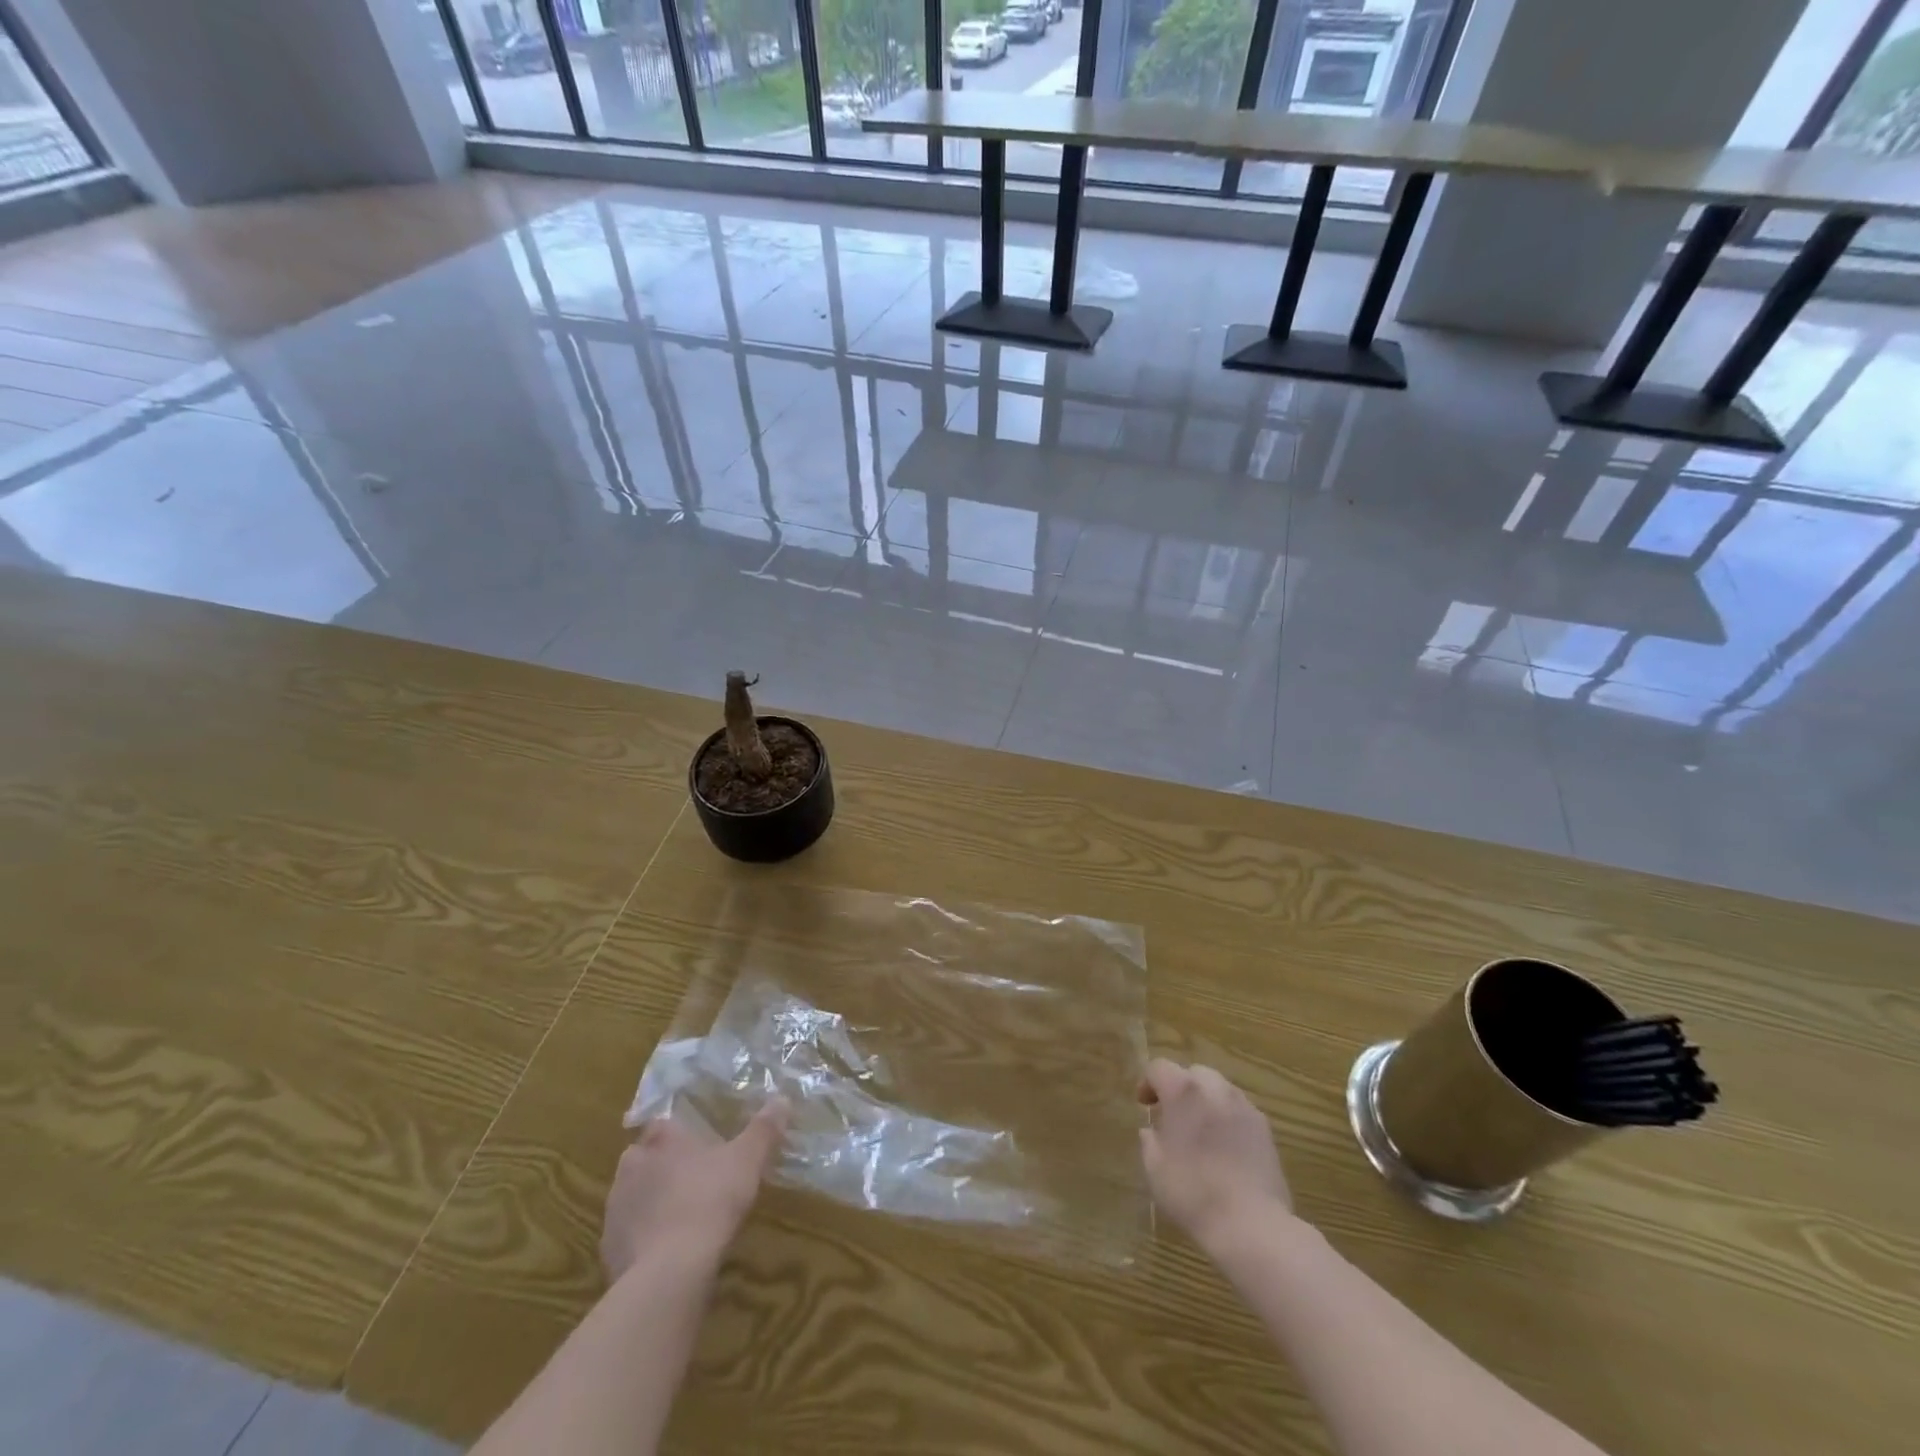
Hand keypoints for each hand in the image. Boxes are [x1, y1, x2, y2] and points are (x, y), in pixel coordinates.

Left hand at [601, 1100, 788, 1282]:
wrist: (669, 1271)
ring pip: (632, 1195)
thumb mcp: (748, 1161)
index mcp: (662, 1140)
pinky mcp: (609, 1248)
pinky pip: (627, 1233)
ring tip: (680, 1215)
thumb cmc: (710, 1200)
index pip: (661, 1123)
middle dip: (661, 1165)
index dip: (676, 1132)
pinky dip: (642, 1236)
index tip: (692, 1141)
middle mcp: (632, 1165)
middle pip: (643, 1157)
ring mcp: (616, 1208)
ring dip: (650, 1200)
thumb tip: (782, 1099)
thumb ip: (764, 1130)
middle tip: (690, 1178)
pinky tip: (665, 1250)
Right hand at [1139, 1059, 1291, 1251]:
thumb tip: (1152, 1131)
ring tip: (1200, 1132)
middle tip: (1172, 1116)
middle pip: (1193, 1073)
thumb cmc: (1193, 1193)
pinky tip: (1225, 1149)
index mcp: (1184, 1091)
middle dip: (1180, 1088)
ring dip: (1206, 1102)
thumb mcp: (1155, 1169)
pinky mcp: (1265, 1130)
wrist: (1252, 1225)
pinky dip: (1227, 1119)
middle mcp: (1215, 1089)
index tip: (1144, 1106)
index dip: (1148, 1083)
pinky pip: (1239, 1111)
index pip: (1159, 1068)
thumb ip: (1149, 1141)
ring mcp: (1244, 1107)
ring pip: (1219, 1089)